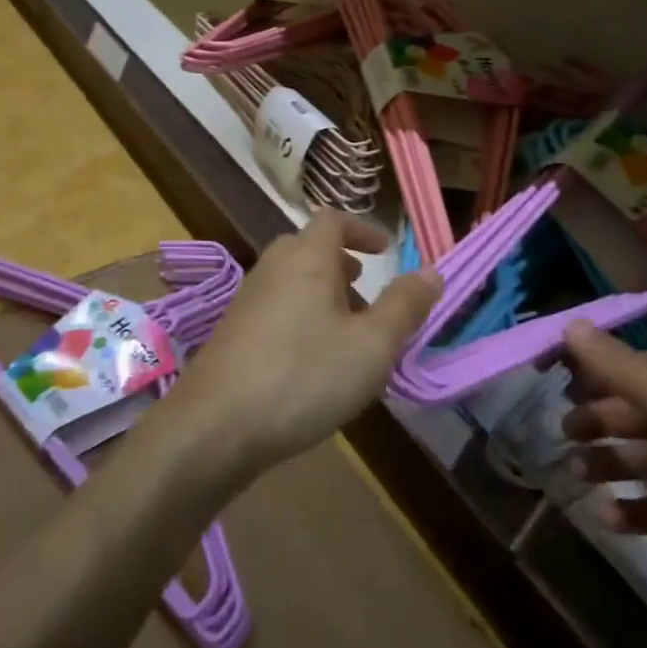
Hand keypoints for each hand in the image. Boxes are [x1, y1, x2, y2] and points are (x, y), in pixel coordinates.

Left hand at [162, 212, 440, 479]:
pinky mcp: (231, 333)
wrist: (214, 427)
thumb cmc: (304, 376)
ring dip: (322, 293)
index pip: (333, 220)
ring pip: (291, 280)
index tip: (386, 251)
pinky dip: (300, 316)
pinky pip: (275, 308)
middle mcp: (272, 268)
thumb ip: (404, 306)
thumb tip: (431, 270)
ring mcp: (246, 300)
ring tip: (346, 330)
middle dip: (342, 264)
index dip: (362, 229)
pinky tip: (311, 361)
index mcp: (307, 258)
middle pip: (309, 248)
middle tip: (366, 291)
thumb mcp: (372, 345)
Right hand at [561, 322, 646, 610]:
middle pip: (636, 411)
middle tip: (564, 433)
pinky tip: (607, 515)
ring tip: (578, 474)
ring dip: (610, 464)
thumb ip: (618, 368)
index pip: (635, 365)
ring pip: (645, 458)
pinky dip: (634, 510)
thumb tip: (569, 324)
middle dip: (599, 420)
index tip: (553, 382)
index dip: (594, 371)